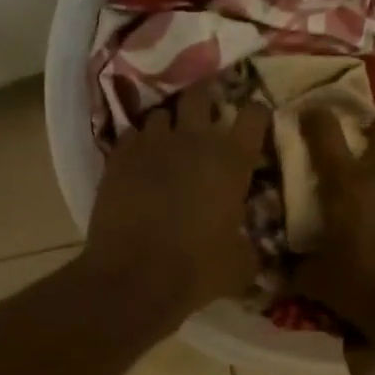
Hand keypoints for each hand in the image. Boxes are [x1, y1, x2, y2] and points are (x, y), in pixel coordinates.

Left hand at [83, 83, 270, 323]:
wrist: (134, 279)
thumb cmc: (197, 271)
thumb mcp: (241, 263)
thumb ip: (249, 244)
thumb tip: (248, 244)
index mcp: (232, 161)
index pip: (254, 115)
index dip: (257, 114)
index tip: (256, 121)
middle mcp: (194, 141)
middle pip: (201, 95)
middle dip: (206, 99)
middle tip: (207, 114)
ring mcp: (152, 145)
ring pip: (161, 112)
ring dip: (170, 123)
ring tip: (170, 140)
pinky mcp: (118, 158)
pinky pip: (132, 135)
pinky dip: (139, 143)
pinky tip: (141, 161)